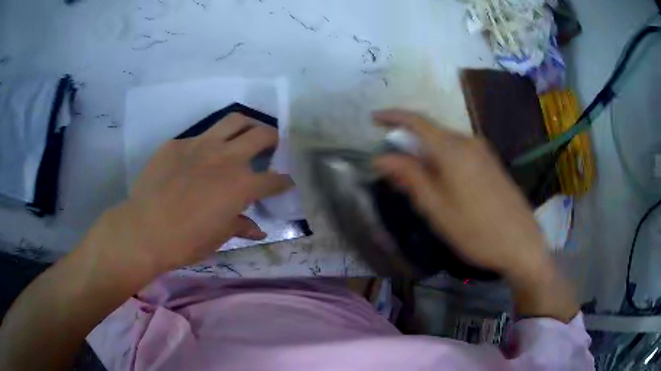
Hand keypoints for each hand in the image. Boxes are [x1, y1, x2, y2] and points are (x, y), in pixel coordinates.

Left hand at [89, 113, 292, 273]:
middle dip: (273, 138)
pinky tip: (200, 157)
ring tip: (245, 133)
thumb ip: (241, 226)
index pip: (274, 179)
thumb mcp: (219, 237)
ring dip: (247, 125)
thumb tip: (258, 229)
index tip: (286, 182)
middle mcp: (226, 158)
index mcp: (241, 185)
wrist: (145, 229)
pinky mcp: (178, 143)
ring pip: (234, 120)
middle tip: (272, 144)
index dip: (284, 182)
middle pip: (261, 135)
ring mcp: (201, 145)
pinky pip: (199, 136)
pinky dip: (208, 143)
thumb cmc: (186, 241)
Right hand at [372, 110, 546, 278]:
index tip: (373, 119)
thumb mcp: (437, 209)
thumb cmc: (476, 231)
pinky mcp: (492, 163)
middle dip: (408, 143)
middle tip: (393, 168)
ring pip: (446, 144)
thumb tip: (382, 157)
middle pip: (431, 133)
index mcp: (453, 149)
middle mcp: (469, 142)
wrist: (522, 244)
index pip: (416, 121)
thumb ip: (410, 177)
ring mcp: (483, 152)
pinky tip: (443, 183)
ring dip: (426, 154)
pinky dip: (443, 160)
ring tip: (417, 181)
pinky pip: (460, 152)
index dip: (392, 117)